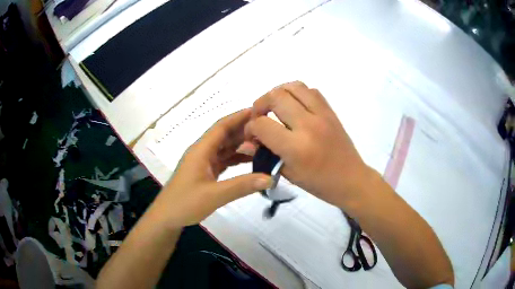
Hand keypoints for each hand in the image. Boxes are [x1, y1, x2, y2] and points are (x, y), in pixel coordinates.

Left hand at [153, 109, 272, 227]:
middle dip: (244, 131)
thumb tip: (270, 178)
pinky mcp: (205, 172)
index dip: (239, 117)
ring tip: (264, 144)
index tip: (259, 111)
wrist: (167, 217)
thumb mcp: (214, 195)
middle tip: (268, 130)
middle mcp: (202, 152)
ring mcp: (203, 163)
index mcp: (201, 150)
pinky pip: (224, 160)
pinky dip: (237, 159)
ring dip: (241, 145)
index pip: (221, 127)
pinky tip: (251, 161)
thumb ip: (242, 186)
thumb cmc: (185, 203)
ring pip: (225, 148)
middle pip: (225, 135)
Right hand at [245, 81, 371, 208]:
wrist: (351, 179)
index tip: (252, 135)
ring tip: (275, 106)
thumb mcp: (288, 173)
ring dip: (278, 93)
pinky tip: (295, 106)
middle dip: (260, 104)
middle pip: (275, 96)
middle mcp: (308, 125)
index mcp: (296, 148)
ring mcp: (322, 115)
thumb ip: (265, 154)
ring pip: (294, 86)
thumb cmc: (318, 183)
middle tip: (260, 116)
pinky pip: (311, 90)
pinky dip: (297, 93)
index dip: (250, 128)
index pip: (262, 124)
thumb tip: (246, 142)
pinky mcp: (331, 111)